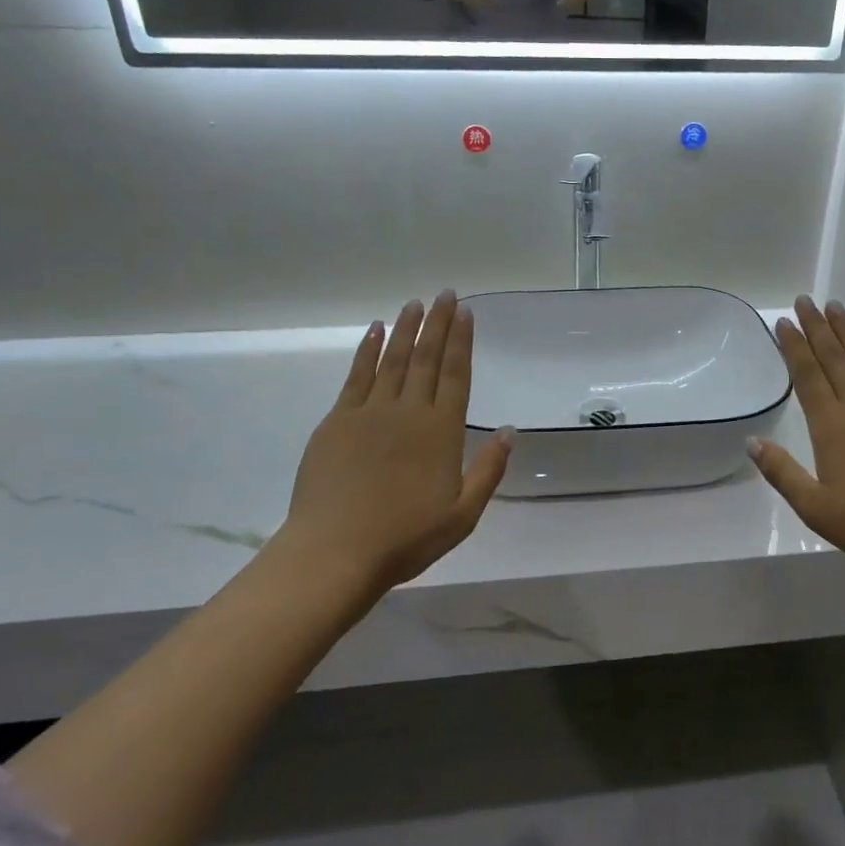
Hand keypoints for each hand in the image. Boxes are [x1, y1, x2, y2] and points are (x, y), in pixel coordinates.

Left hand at [283, 291, 511, 598]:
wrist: (335, 551)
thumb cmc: (406, 538)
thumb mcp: (463, 514)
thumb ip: (488, 470)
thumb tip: (509, 431)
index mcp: (441, 431)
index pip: (456, 375)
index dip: (462, 341)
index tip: (466, 313)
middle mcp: (408, 411)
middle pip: (427, 358)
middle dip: (438, 323)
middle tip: (446, 294)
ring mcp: (370, 412)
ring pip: (393, 359)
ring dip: (406, 329)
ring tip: (416, 303)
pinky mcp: (338, 421)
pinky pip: (357, 375)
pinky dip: (368, 350)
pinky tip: (375, 331)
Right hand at [749, 297, 844, 585]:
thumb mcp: (816, 508)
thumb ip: (782, 472)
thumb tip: (752, 441)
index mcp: (831, 427)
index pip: (807, 376)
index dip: (794, 347)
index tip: (783, 322)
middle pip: (835, 357)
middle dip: (817, 327)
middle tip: (805, 300)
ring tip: (835, 306)